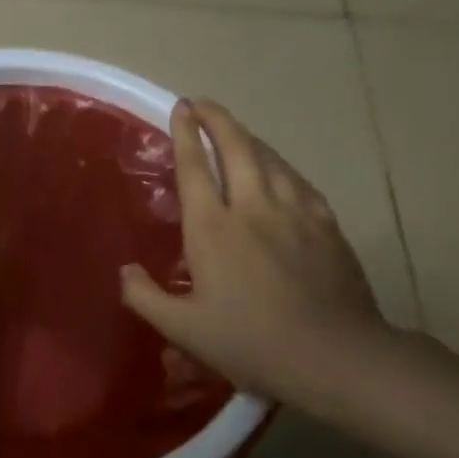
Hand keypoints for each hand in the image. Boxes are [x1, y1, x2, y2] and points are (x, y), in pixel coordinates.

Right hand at [120, 98, 387, 405]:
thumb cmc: (250, 341)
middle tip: (203, 104)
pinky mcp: (326, 225)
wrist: (333, 354)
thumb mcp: (183, 329)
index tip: (181, 108)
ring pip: (270, 159)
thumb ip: (145, 297)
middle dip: (218, 120)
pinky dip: (282, 167)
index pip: (195, 168)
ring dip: (249, 138)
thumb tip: (125, 270)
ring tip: (236, 131)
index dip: (185, 134)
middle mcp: (253, 208)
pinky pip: (299, 182)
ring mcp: (295, 213)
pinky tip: (280, 171)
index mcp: (213, 229)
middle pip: (237, 148)